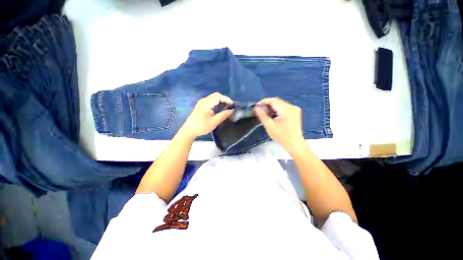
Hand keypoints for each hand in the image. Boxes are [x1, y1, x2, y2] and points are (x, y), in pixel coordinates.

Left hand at [180, 92, 233, 138]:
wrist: (189, 130)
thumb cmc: (201, 126)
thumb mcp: (214, 122)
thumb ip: (223, 115)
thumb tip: (232, 111)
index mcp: (206, 103)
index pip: (219, 97)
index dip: (227, 99)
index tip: (233, 105)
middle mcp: (204, 100)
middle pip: (216, 95)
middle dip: (224, 99)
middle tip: (230, 106)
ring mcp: (201, 102)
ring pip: (213, 97)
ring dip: (221, 100)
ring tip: (227, 107)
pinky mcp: (201, 105)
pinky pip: (210, 101)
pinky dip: (217, 102)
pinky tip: (219, 108)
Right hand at [254, 98, 304, 152]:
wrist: (294, 144)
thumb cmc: (281, 136)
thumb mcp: (269, 126)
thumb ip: (262, 115)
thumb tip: (256, 107)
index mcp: (287, 109)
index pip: (273, 100)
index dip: (263, 102)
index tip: (256, 107)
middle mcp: (292, 107)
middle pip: (277, 101)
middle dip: (267, 105)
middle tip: (259, 111)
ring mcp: (295, 109)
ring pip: (280, 104)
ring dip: (271, 108)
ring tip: (265, 115)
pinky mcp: (295, 113)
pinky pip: (283, 108)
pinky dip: (276, 110)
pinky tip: (272, 116)